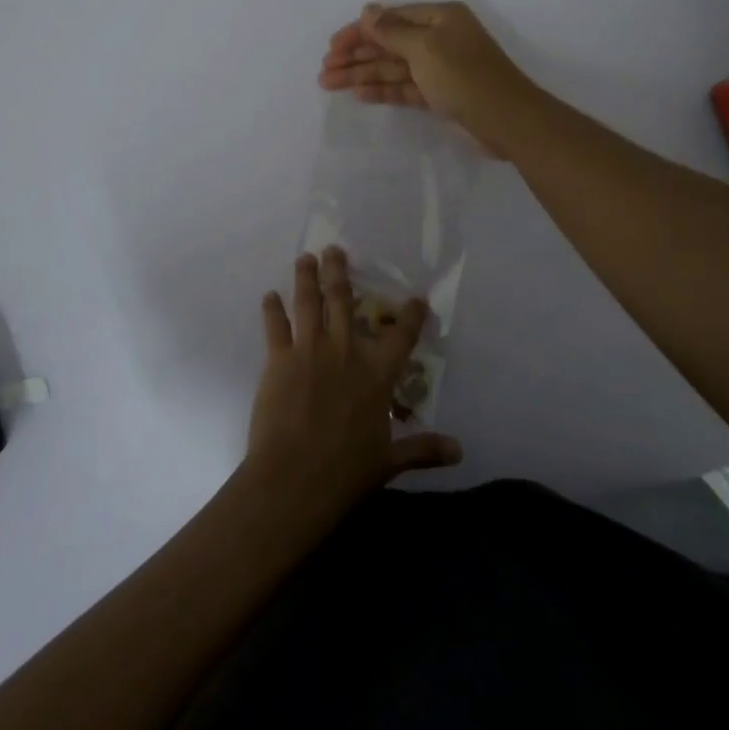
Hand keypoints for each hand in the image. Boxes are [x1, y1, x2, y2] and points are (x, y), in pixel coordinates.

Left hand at [243, 248, 461, 523]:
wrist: (294, 479)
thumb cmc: (346, 472)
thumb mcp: (390, 461)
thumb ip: (423, 449)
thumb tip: (459, 450)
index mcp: (377, 373)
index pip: (402, 335)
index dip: (412, 314)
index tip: (417, 298)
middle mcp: (345, 351)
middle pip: (344, 300)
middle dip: (340, 272)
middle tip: (335, 250)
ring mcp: (310, 350)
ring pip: (309, 302)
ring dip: (307, 277)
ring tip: (305, 258)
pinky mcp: (279, 359)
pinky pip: (276, 326)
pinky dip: (272, 309)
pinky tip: (269, 296)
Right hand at [317, 1, 536, 155]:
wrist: (506, 120)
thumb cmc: (464, 76)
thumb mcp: (425, 48)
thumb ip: (391, 31)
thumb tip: (367, 10)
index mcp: (439, 18)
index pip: (390, 19)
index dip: (359, 31)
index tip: (332, 47)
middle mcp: (438, 38)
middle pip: (388, 44)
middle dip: (356, 55)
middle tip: (325, 70)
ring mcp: (439, 68)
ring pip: (392, 67)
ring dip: (362, 74)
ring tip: (329, 83)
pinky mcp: (439, 94)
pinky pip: (404, 87)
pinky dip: (382, 89)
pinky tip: (359, 94)